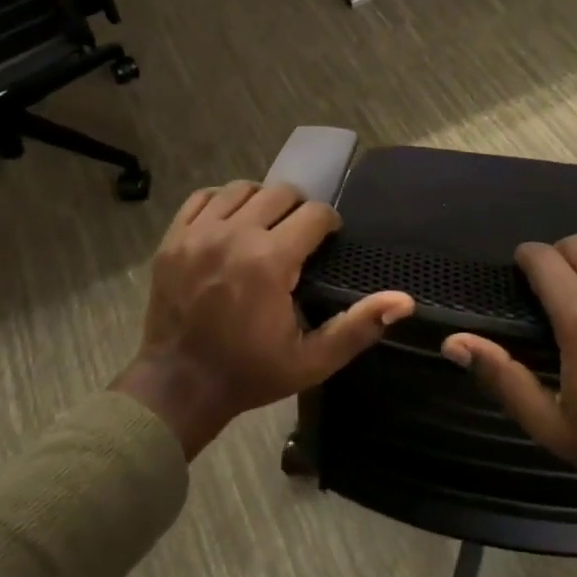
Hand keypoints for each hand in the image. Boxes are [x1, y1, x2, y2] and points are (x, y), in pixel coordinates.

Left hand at [113, 181, 413, 458]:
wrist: (177, 387)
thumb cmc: (249, 373)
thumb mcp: (312, 360)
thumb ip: (358, 326)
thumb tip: (403, 301)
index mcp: (270, 261)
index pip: (313, 214)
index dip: (328, 223)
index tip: (328, 239)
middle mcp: (234, 235)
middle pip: (280, 192)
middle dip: (298, 209)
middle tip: (299, 236)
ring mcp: (198, 234)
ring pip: (242, 189)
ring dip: (262, 202)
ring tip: (266, 227)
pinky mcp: (173, 239)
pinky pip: (203, 198)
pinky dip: (222, 203)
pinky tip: (230, 224)